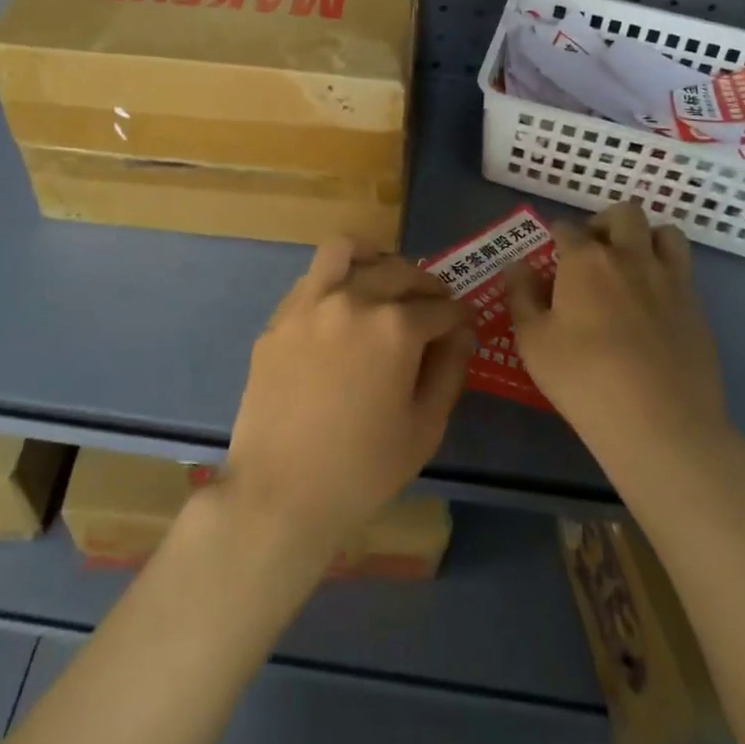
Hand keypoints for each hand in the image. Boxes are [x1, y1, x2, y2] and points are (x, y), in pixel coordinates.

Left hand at [221, 240, 473, 557]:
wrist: (280, 493)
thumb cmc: (363, 469)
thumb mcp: (425, 426)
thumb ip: (449, 369)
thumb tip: (459, 333)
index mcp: (395, 327)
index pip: (441, 307)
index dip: (460, 317)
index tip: (464, 326)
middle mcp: (352, 300)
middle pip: (399, 270)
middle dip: (427, 285)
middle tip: (434, 305)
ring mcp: (309, 304)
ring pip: (346, 251)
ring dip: (375, 258)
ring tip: (384, 278)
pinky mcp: (279, 318)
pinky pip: (312, 279)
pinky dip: (336, 280)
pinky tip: (343, 308)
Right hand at [509, 202, 734, 484]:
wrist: (660, 423)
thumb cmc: (583, 379)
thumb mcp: (533, 341)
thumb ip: (522, 296)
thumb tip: (517, 266)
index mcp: (585, 260)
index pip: (567, 228)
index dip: (556, 238)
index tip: (551, 256)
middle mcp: (630, 257)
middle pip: (624, 213)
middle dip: (605, 223)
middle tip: (593, 254)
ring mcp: (670, 280)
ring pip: (665, 233)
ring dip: (646, 239)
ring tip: (632, 267)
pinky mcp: (697, 308)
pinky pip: (684, 270)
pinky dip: (667, 272)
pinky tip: (654, 304)